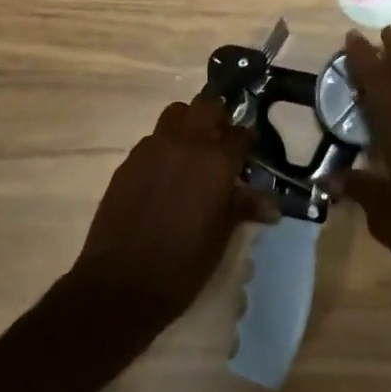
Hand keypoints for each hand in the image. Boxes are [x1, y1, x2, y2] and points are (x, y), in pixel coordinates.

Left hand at [68, 96, 273, 333]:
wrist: (119, 286)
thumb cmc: (180, 267)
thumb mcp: (220, 240)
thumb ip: (242, 208)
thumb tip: (272, 205)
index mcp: (216, 162)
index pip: (241, 134)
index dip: (246, 143)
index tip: (247, 155)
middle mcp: (187, 143)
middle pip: (208, 105)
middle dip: (218, 118)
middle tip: (219, 142)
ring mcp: (154, 147)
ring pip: (177, 113)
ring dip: (188, 124)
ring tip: (190, 151)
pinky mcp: (130, 160)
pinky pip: (153, 138)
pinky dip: (163, 146)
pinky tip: (162, 175)